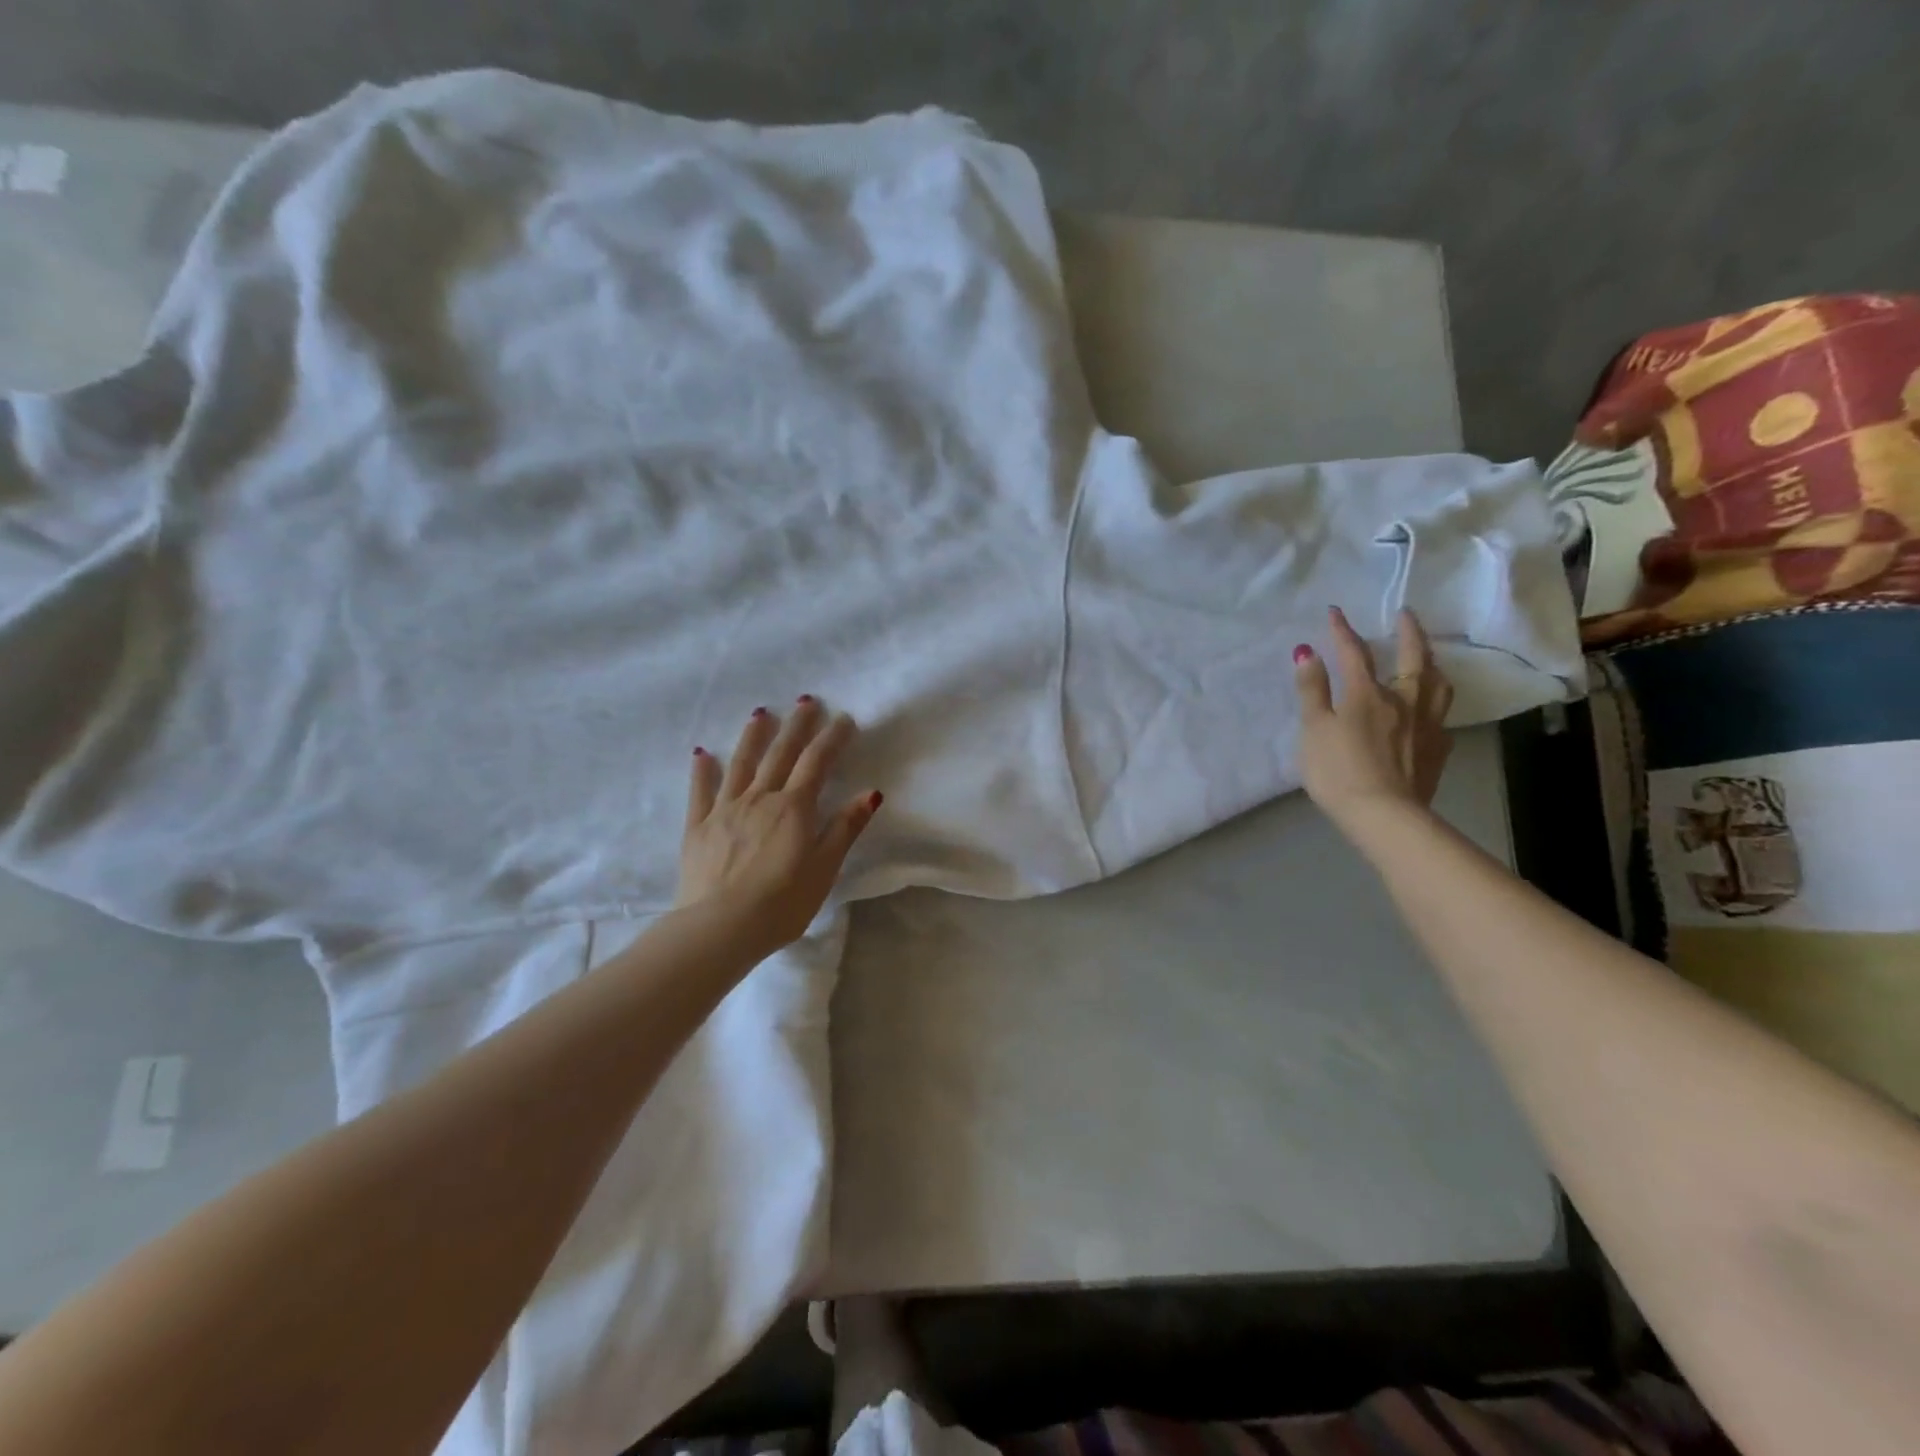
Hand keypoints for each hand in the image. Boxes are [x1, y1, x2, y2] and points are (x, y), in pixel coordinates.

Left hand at [677, 698, 880, 951]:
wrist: (719, 928)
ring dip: (753, 737)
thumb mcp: (824, 868)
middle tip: (806, 700)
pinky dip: (703, 770)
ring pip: (741, 764)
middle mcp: (759, 799)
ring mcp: (725, 810)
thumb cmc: (782, 903)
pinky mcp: (698, 827)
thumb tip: (871, 793)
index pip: (817, 763)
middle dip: (797, 726)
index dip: (832, 738)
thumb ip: (845, 828)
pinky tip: (702, 754)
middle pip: (781, 754)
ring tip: (761, 713)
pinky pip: (700, 792)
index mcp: (793, 808)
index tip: (844, 719)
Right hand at [1292, 606, 1453, 834]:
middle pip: (1413, 659)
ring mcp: (1426, 725)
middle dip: (1408, 632)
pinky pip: (1441, 717)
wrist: (1384, 815)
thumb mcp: (1314, 729)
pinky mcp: (1437, 750)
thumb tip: (1307, 652)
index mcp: (1367, 694)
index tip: (1335, 611)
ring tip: (1427, 656)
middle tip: (1406, 615)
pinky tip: (1429, 712)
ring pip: (1437, 684)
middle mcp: (1403, 701)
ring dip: (1431, 663)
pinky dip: (1434, 705)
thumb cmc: (1339, 771)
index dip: (1343, 631)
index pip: (1354, 653)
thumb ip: (1312, 690)